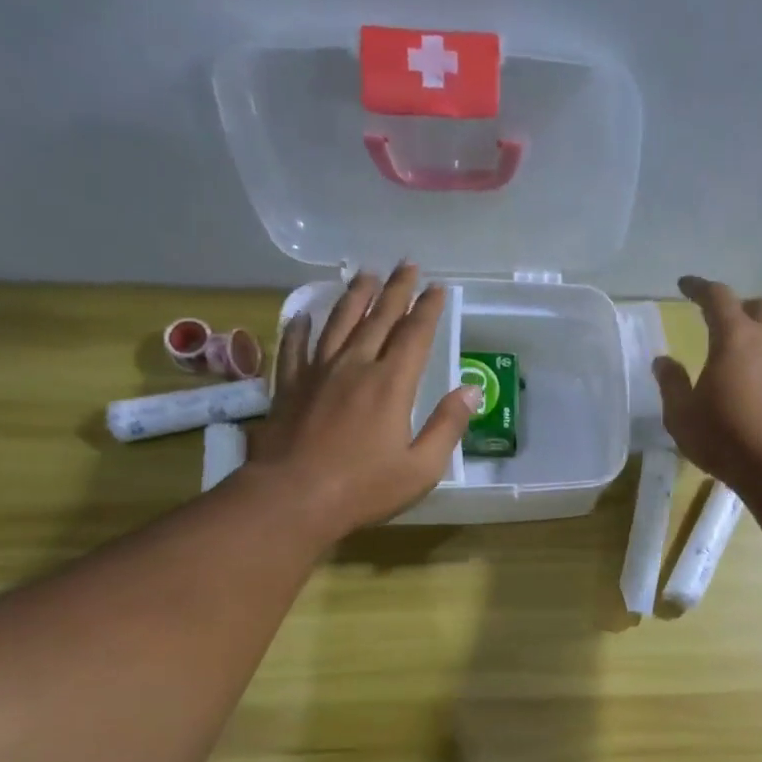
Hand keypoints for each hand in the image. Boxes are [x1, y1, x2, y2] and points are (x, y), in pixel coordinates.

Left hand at [246, 264, 478, 538]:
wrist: (293, 498)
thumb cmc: (364, 488)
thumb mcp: (421, 467)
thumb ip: (447, 426)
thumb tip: (472, 390)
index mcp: (391, 385)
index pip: (415, 335)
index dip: (428, 308)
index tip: (438, 287)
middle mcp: (355, 366)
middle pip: (378, 318)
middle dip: (396, 290)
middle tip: (407, 264)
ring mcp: (317, 373)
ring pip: (338, 323)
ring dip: (355, 296)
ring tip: (366, 274)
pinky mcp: (289, 387)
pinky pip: (295, 347)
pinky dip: (301, 328)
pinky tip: (304, 315)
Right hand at [653, 275, 761, 487]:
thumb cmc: (723, 435)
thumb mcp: (681, 414)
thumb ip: (671, 383)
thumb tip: (663, 361)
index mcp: (734, 336)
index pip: (717, 297)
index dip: (699, 287)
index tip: (684, 285)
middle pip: (758, 305)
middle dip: (738, 306)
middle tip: (718, 320)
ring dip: (754, 331)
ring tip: (733, 351)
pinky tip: (748, 377)